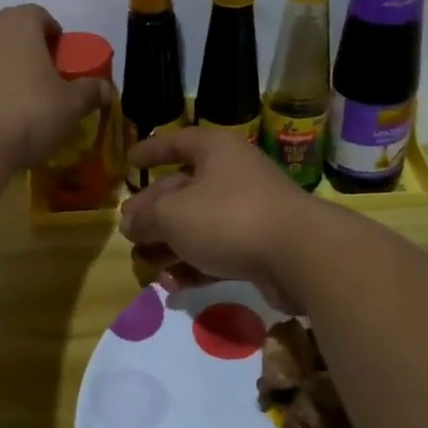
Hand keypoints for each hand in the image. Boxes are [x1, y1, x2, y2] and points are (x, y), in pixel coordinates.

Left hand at [0, 5, 111, 172]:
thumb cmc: (27, 114)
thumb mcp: (71, 106)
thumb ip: (90, 92)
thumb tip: (107, 89)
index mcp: (17, 24)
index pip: (39, 15)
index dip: (55, 37)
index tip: (63, 63)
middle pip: (9, 34)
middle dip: (26, 54)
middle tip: (42, 85)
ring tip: (13, 108)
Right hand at [120, 127, 321, 311]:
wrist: (299, 255)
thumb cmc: (228, 218)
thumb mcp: (173, 215)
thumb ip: (146, 217)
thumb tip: (129, 222)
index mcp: (215, 151)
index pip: (176, 142)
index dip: (151, 151)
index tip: (129, 162)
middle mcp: (233, 175)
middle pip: (183, 189)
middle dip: (153, 212)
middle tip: (128, 231)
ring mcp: (249, 212)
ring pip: (198, 225)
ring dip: (169, 245)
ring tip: (143, 264)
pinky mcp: (259, 247)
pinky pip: (217, 251)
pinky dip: (194, 265)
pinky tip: (172, 284)